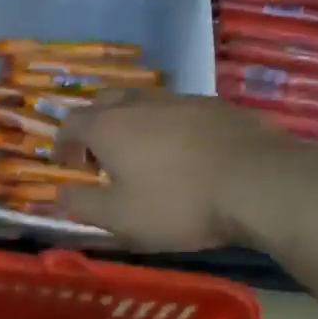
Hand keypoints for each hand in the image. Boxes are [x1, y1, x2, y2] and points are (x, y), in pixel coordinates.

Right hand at [54, 90, 308, 250]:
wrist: (259, 182)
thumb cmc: (178, 203)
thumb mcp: (120, 218)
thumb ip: (82, 205)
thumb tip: (58, 195)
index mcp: (109, 126)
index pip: (71, 123)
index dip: (63, 143)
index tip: (66, 165)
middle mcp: (141, 102)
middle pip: (105, 102)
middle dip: (95, 125)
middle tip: (101, 156)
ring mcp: (182, 99)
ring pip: (145, 102)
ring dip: (133, 124)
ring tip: (143, 155)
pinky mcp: (218, 106)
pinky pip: (180, 111)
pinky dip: (170, 127)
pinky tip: (185, 153)